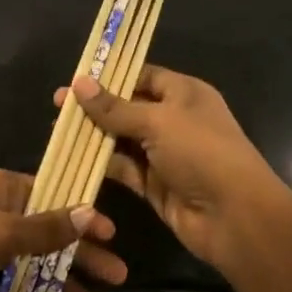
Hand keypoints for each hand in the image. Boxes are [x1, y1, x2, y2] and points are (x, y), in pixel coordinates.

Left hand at [0, 168, 124, 291]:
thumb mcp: (1, 231)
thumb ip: (45, 229)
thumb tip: (88, 213)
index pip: (51, 197)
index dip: (81, 216)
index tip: (111, 236)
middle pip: (46, 236)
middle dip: (80, 258)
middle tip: (117, 279)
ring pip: (32, 266)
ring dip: (62, 287)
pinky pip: (13, 289)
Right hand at [59, 65, 291, 271]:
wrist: (234, 216)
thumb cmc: (201, 153)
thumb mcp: (157, 122)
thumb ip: (115, 107)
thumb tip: (79, 83)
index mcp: (184, 93)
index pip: (143, 75)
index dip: (110, 76)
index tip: (76, 78)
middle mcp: (174, 120)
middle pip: (128, 107)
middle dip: (95, 107)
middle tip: (57, 106)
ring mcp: (164, 153)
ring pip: (122, 139)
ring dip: (94, 136)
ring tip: (58, 131)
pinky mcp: (155, 184)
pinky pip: (124, 168)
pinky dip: (102, 164)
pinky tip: (74, 158)